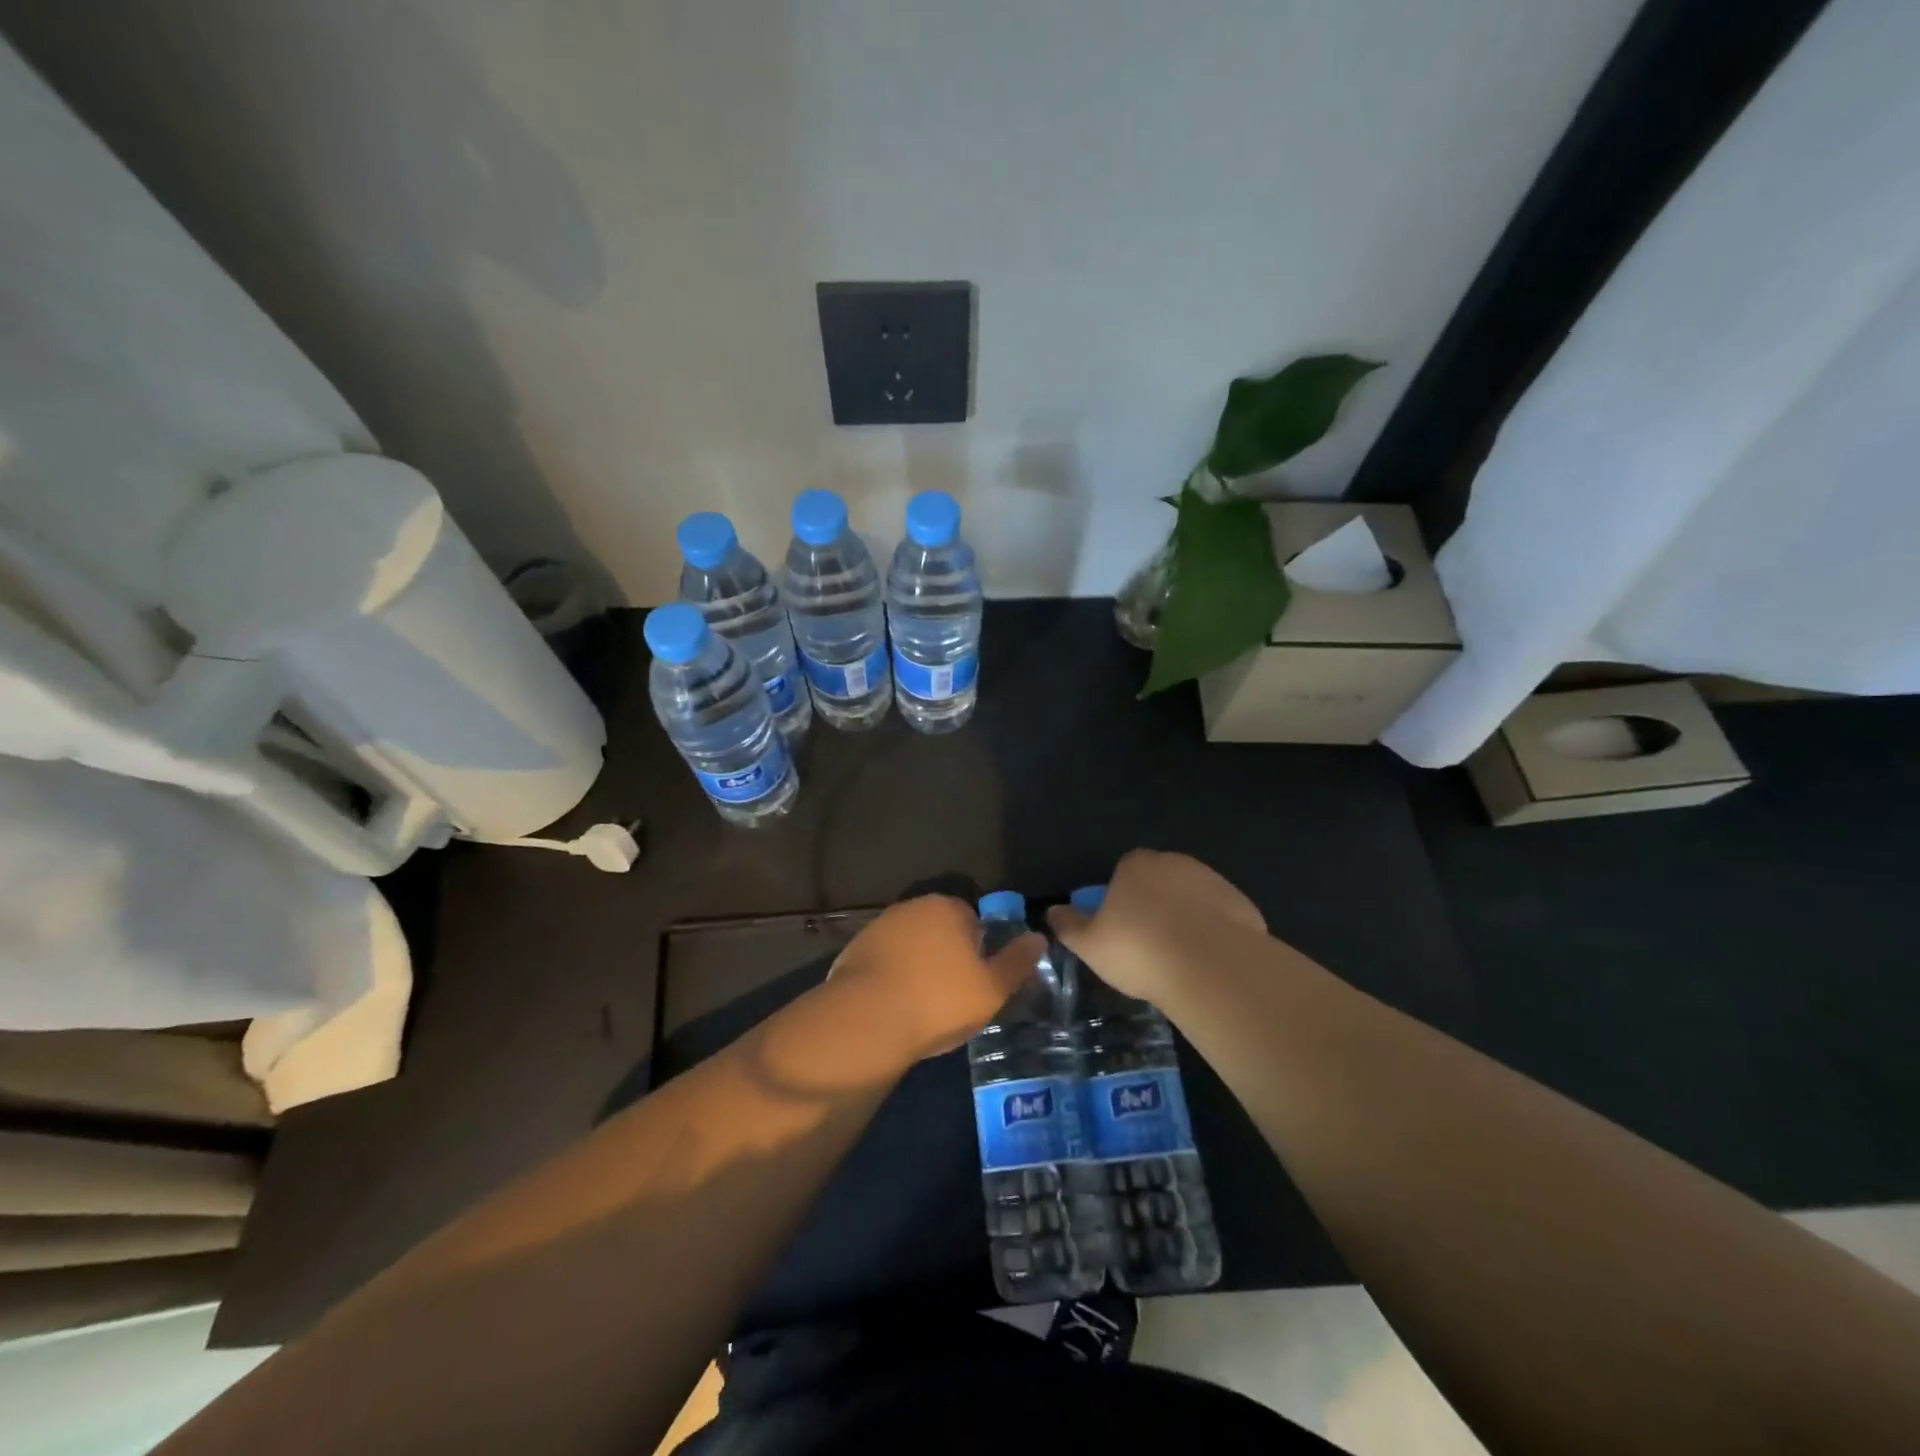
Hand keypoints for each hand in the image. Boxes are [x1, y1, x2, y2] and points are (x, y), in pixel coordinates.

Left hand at [824, 895, 1042, 1064]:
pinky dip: (891, 977)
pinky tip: (894, 1005)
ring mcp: (879, 926)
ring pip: (911, 945)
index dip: (978, 950)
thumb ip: (1017, 961)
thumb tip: (1039, 937)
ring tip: (922, 1004)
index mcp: (948, 907)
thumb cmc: (939, 1000)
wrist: (866, 1021)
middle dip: (947, 955)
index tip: (977, 980)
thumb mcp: (992, 988)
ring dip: (917, 966)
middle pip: (940, 929)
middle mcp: (912, 906)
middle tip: (952, 996)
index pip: (972, 919)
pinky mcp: (854, 950)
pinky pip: (884, 961)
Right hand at [1046, 849, 1266, 1002]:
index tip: (1119, 929)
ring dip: (1184, 919)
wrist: (1211, 966)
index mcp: (1136, 864)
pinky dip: (1212, 934)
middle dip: (1153, 907)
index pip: (1123, 872)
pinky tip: (1206, 963)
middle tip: (1147, 946)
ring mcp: (1213, 881)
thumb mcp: (1090, 944)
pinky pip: (1219, 918)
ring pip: (1191, 899)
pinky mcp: (1242, 904)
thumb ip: (1068, 925)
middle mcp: (1175, 862)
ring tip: (1178, 959)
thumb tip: (1052, 911)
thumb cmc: (1139, 949)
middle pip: (1158, 882)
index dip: (1119, 899)